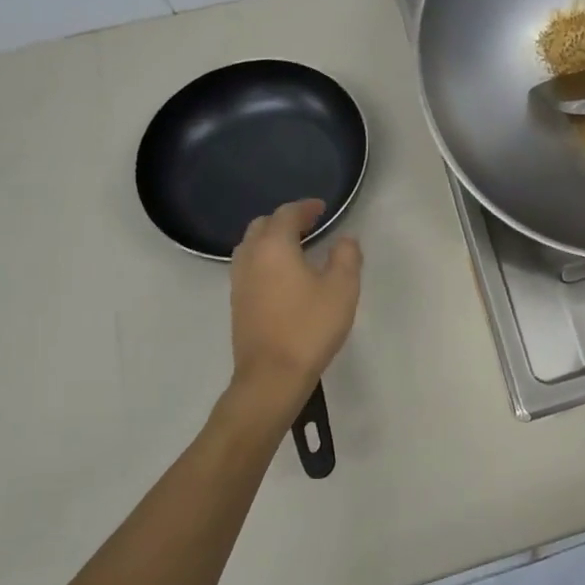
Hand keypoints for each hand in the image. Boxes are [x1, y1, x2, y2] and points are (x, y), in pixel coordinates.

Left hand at [230, 199, 361, 399]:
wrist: (272, 376)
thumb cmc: (310, 327)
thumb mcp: (342, 289)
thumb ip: (346, 257)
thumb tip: (345, 240)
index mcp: (274, 247)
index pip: (287, 215)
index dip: (305, 208)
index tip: (322, 208)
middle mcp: (251, 258)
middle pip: (262, 226)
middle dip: (284, 220)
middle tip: (309, 224)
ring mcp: (239, 282)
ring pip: (251, 247)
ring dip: (271, 239)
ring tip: (295, 247)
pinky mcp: (238, 303)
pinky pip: (249, 267)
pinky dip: (265, 259)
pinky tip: (283, 275)